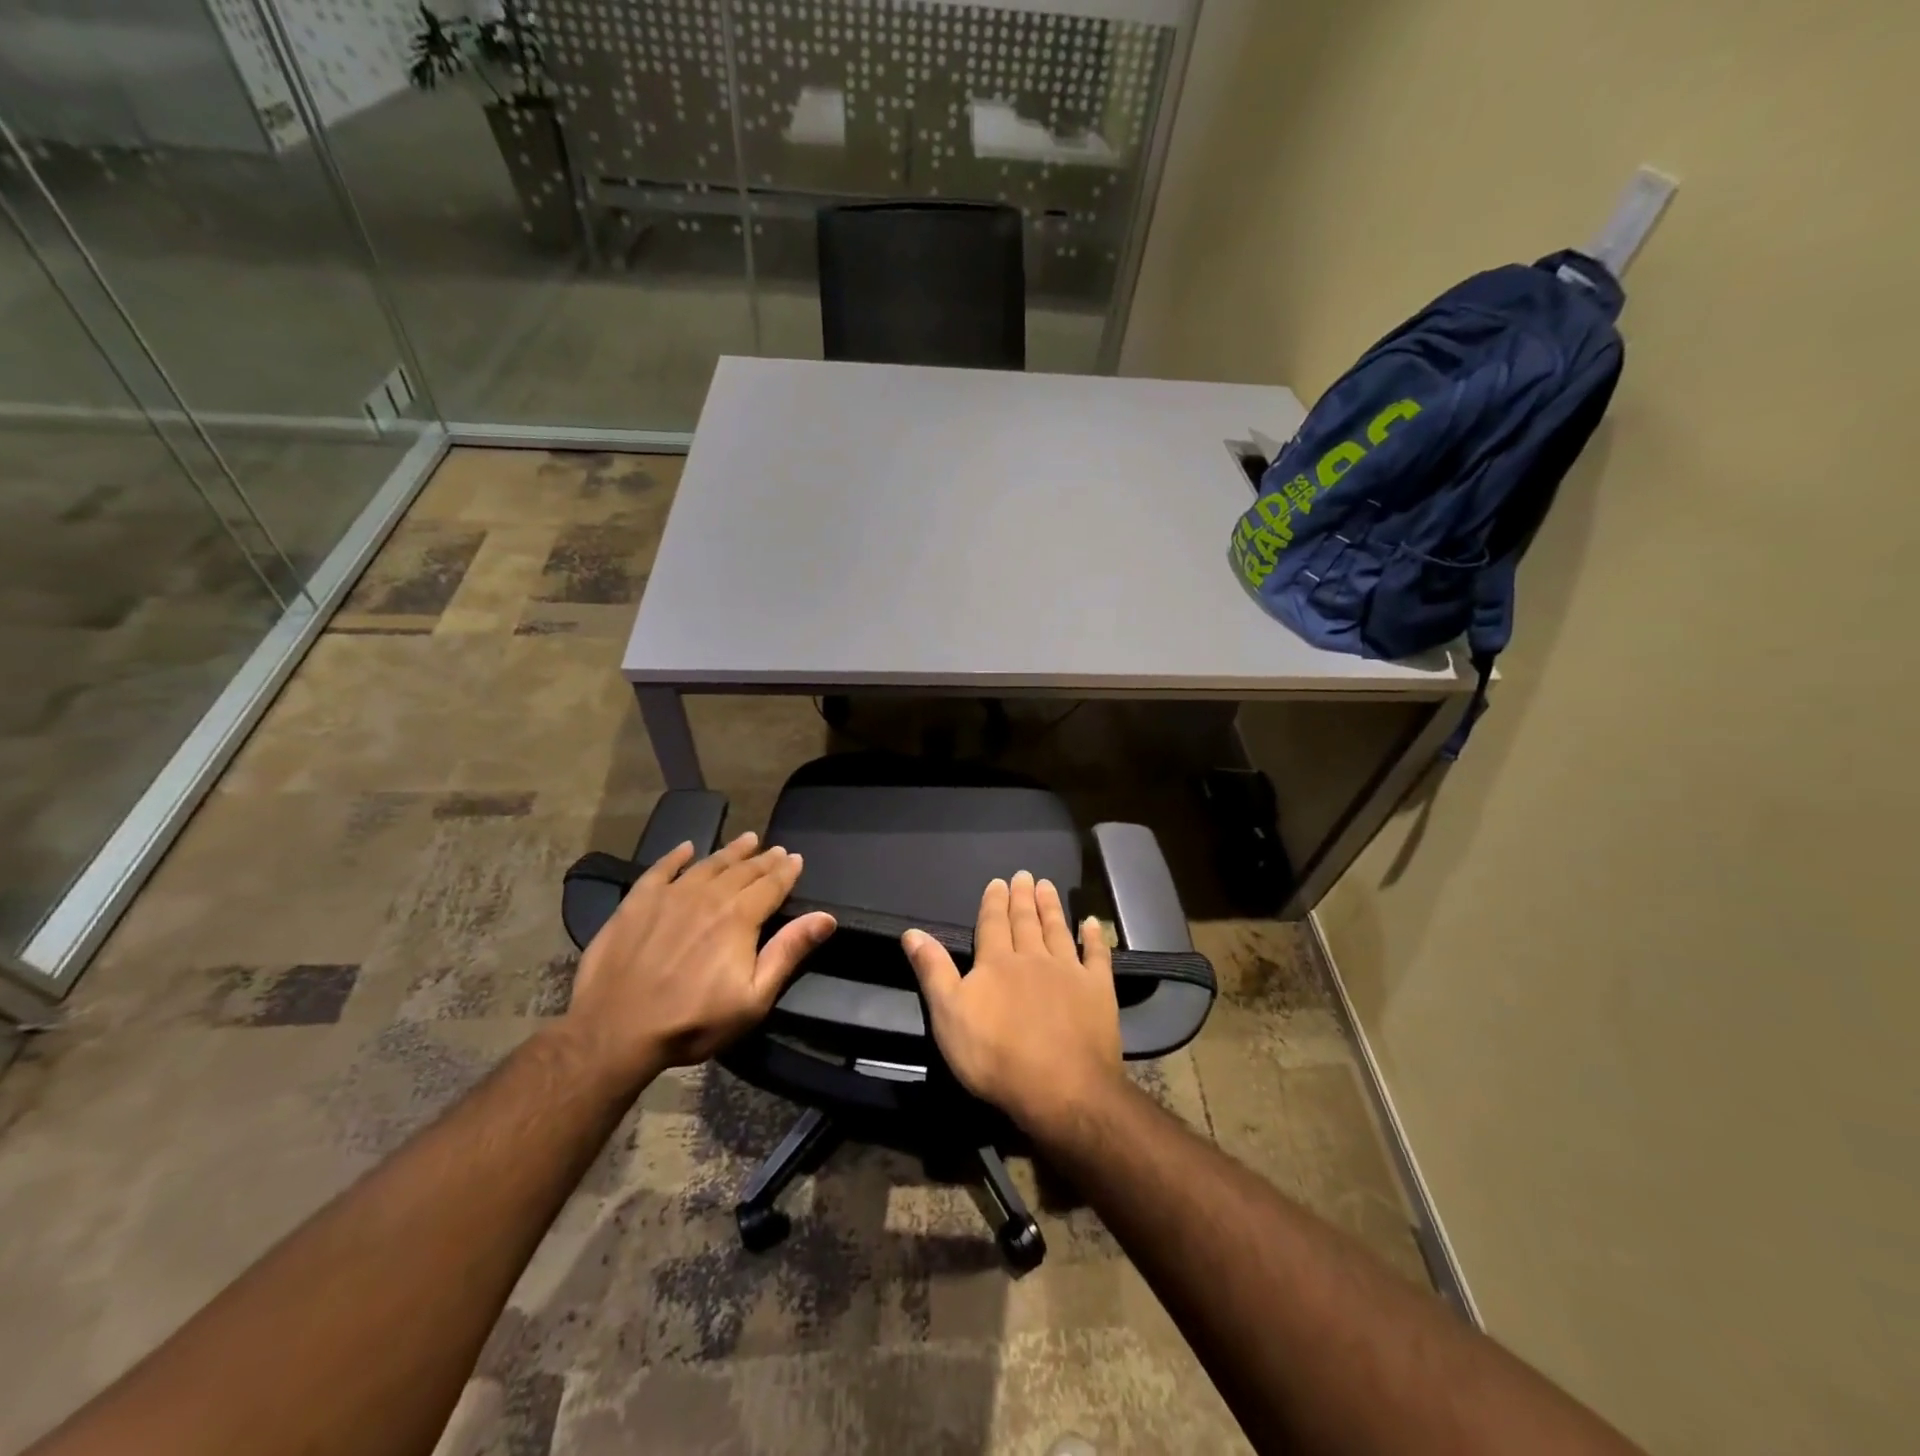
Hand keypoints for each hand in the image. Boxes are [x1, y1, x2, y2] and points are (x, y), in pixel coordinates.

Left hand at [566, 831, 835, 1082]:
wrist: (615, 1031)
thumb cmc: (693, 1020)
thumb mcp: (753, 997)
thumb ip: (789, 952)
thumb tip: (826, 917)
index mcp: (740, 917)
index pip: (771, 885)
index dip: (787, 871)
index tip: (797, 859)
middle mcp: (709, 896)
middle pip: (743, 870)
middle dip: (764, 859)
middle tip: (777, 849)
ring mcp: (670, 895)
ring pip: (708, 864)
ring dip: (730, 851)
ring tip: (747, 839)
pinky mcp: (637, 902)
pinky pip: (661, 869)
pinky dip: (676, 856)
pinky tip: (687, 848)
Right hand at [902, 869, 1121, 1133]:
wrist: (1061, 1088)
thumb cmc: (995, 1056)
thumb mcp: (948, 1015)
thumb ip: (933, 970)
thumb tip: (912, 931)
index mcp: (997, 962)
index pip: (993, 923)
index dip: (994, 902)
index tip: (998, 881)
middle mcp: (1033, 957)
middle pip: (1026, 921)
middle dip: (1023, 897)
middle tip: (1025, 875)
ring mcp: (1069, 971)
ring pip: (1058, 930)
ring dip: (1052, 908)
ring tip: (1047, 886)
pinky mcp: (1098, 990)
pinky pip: (1097, 955)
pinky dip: (1094, 937)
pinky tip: (1092, 922)